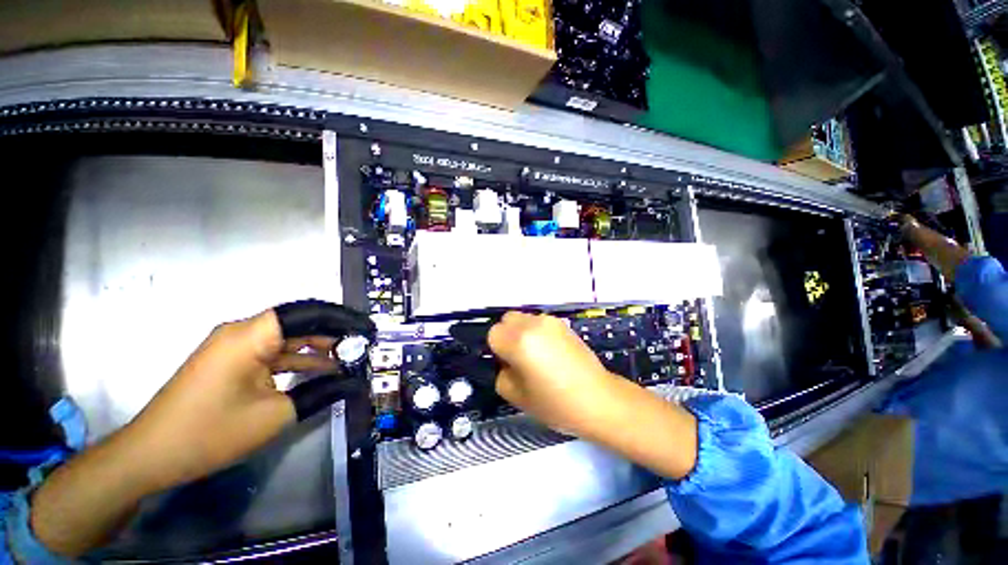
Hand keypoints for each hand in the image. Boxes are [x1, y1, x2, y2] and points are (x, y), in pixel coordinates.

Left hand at [31, 302, 369, 557]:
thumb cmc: (210, 433)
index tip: (368, 330)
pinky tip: (320, 371)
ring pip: (288, 337)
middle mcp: (243, 332)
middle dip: (334, 334)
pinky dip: (298, 360)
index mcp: (251, 335)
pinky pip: (273, 352)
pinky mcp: (231, 361)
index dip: (343, 318)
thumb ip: (321, 392)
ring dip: (317, 349)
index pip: (308, 312)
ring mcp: (234, 346)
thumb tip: (355, 383)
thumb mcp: (275, 415)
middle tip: (363, 347)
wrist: (150, 455)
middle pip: (300, 322)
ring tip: (348, 360)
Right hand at [487, 312, 618, 434]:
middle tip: (518, 357)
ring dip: (522, 332)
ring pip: (524, 318)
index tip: (508, 364)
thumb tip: (505, 362)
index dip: (497, 350)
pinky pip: (539, 322)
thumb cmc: (555, 403)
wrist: (598, 399)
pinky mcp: (563, 323)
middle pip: (507, 320)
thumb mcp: (516, 396)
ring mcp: (550, 321)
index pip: (493, 334)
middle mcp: (533, 323)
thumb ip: (501, 373)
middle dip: (507, 335)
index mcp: (519, 341)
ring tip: (537, 355)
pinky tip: (551, 352)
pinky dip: (537, 332)